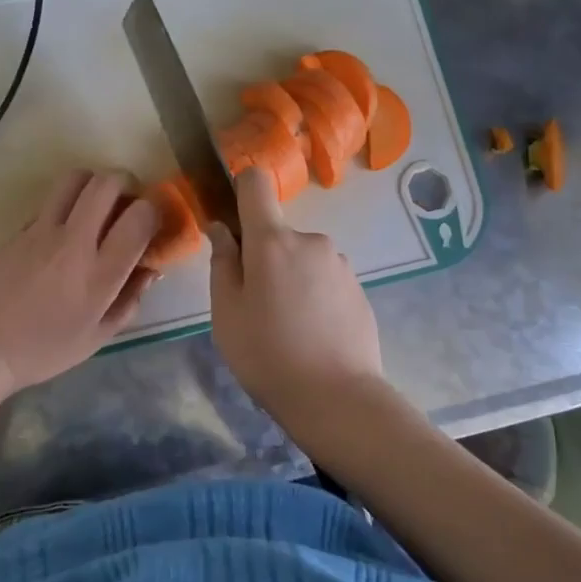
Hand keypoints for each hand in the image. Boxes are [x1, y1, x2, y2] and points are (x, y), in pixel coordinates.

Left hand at [0, 170, 157, 398]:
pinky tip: (62, 233)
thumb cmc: (43, 350)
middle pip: (107, 182)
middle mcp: (73, 242)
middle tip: (128, 203)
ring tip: (96, 207)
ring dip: (93, 184)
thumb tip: (150, 270)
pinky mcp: (18, 229)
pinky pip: (49, 202)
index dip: (154, 210)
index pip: (140, 216)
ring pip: (74, 178)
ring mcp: (41, 230)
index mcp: (100, 273)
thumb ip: (129, 300)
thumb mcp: (97, 337)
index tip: (153, 221)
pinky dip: (65, 207)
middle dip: (126, 183)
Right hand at [207, 168, 382, 420]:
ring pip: (302, 259)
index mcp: (272, 240)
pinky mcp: (359, 289)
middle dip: (264, 258)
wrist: (336, 398)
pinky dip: (314, 297)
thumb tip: (221, 228)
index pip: (256, 183)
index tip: (233, 221)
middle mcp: (311, 240)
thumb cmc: (267, 354)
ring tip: (286, 328)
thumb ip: (222, 263)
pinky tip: (312, 335)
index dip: (241, 190)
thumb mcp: (226, 312)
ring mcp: (340, 264)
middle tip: (255, 306)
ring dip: (290, 279)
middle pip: (277, 233)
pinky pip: (324, 281)